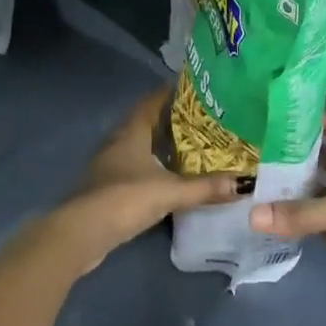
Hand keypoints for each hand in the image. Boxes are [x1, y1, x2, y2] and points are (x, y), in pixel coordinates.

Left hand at [50, 86, 238, 274]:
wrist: (80, 234)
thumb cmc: (124, 199)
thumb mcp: (170, 192)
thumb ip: (206, 188)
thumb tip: (245, 182)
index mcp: (131, 132)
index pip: (152, 101)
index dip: (171, 93)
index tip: (195, 90)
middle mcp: (118, 142)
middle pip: (146, 122)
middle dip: (171, 120)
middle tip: (201, 120)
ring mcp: (109, 165)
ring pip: (139, 146)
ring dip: (160, 146)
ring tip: (191, 147)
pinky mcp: (107, 188)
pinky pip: (134, 168)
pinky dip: (152, 168)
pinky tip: (168, 178)